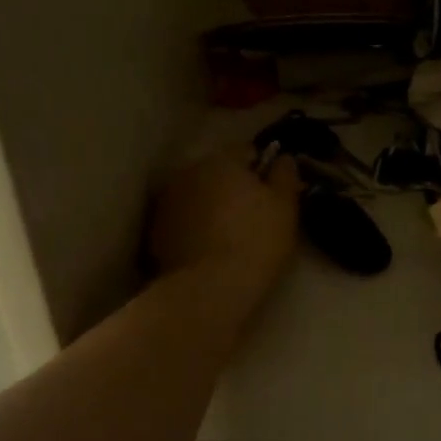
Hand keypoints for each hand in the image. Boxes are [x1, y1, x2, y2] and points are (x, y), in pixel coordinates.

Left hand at [147, 148, 300, 298]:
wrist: (210, 289)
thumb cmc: (257, 241)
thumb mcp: (286, 206)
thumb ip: (285, 174)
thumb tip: (282, 157)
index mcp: (222, 159)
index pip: (247, 150)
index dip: (263, 169)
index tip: (273, 193)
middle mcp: (189, 172)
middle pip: (217, 172)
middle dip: (232, 186)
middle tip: (252, 215)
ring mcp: (167, 202)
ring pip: (197, 195)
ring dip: (210, 206)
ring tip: (228, 235)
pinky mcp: (155, 232)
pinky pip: (182, 221)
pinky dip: (193, 228)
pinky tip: (207, 250)